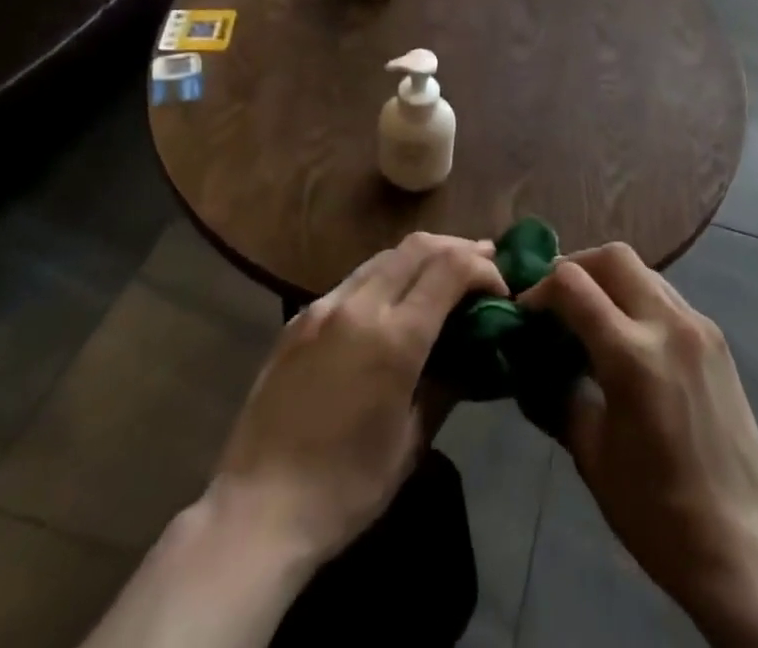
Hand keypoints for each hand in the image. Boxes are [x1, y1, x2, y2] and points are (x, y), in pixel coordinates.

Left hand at [210, 232, 505, 568]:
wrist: (257, 511)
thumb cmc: (345, 488)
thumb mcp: (412, 441)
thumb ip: (446, 383)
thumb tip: (472, 351)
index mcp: (394, 338)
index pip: (451, 268)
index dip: (483, 268)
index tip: (500, 289)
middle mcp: (360, 306)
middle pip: (419, 246)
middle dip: (458, 248)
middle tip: (483, 263)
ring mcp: (325, 307)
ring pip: (385, 256)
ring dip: (422, 257)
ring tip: (443, 274)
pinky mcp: (300, 318)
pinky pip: (354, 279)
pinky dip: (386, 275)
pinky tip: (393, 299)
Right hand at [520, 243, 757, 604]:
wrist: (739, 544)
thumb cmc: (654, 510)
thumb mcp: (591, 453)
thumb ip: (559, 393)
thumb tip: (533, 361)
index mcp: (631, 355)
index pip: (573, 284)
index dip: (540, 288)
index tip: (525, 310)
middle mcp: (668, 324)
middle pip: (613, 257)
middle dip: (577, 266)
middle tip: (556, 299)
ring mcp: (699, 326)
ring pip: (644, 270)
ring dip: (609, 280)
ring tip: (590, 316)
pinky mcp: (716, 338)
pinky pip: (667, 296)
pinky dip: (638, 299)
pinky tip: (628, 338)